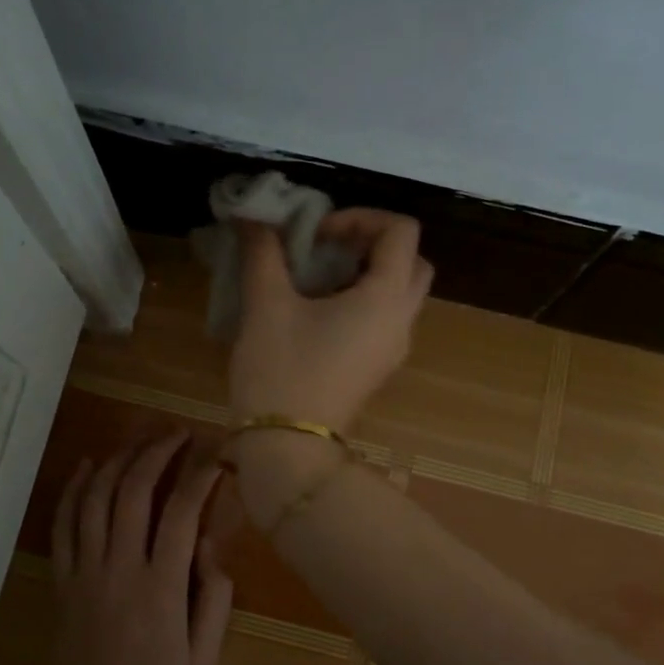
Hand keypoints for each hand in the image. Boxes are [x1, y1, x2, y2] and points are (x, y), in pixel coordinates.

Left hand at [40, 433, 234, 664]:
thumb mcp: (204, 659)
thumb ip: (214, 598)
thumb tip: (212, 545)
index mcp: (160, 587)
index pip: (182, 511)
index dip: (200, 475)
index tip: (217, 456)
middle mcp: (119, 567)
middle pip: (133, 491)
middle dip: (157, 452)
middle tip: (177, 433)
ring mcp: (84, 571)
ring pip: (95, 498)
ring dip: (117, 460)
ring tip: (139, 441)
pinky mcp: (60, 581)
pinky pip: (62, 524)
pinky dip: (73, 489)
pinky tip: (86, 465)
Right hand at [231, 209, 433, 433]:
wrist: (287, 446)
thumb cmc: (280, 370)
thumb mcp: (266, 304)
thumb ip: (264, 253)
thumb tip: (252, 218)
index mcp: (386, 298)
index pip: (402, 231)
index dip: (361, 217)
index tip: (318, 234)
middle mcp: (402, 320)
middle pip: (412, 261)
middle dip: (373, 244)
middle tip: (328, 248)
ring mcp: (394, 348)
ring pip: (401, 291)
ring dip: (368, 272)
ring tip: (319, 276)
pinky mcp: (378, 367)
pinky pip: (385, 318)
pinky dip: (364, 299)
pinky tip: (318, 310)